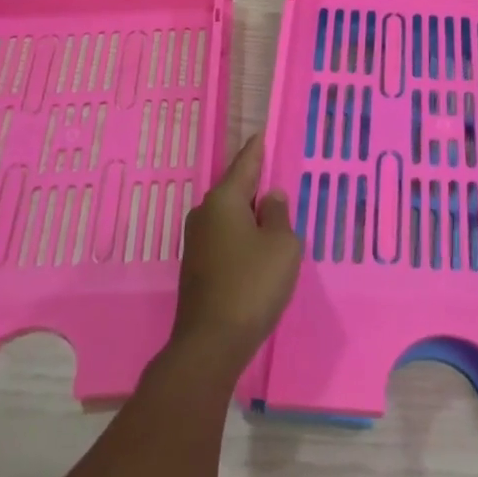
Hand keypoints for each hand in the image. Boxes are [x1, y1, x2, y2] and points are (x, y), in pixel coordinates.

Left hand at [170, 134, 301, 372]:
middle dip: (255, 184)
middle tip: (276, 177)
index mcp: (224, 200)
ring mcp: (196, 242)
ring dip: (249, 214)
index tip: (261, 134)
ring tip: (273, 214)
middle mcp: (204, 214)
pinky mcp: (196, 267)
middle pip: (235, 189)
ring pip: (229, 216)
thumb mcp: (282, 246)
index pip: (245, 164)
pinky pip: (224, 237)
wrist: (211, 343)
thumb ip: (279, 215)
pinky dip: (241, 235)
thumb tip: (271, 197)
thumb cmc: (252, 285)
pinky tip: (257, 247)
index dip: (257, 149)